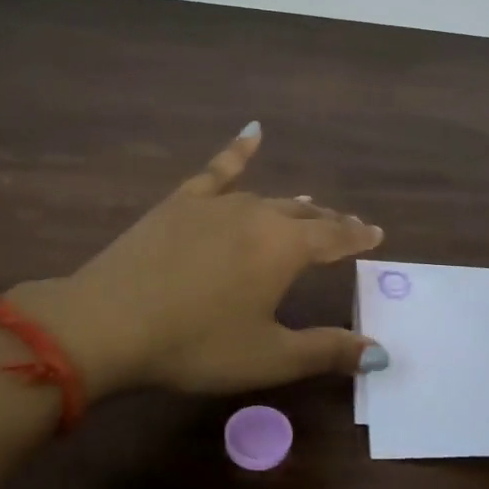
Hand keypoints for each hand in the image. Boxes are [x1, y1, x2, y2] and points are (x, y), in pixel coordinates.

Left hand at [3, 124, 387, 398]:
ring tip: (307, 204)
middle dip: (328, 221)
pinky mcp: (181, 202)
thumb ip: (326, 351)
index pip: (335, 237)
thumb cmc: (195, 345)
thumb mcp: (268, 357)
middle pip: (304, 214)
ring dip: (292, 205)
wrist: (108, 322)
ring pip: (267, 197)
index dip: (357, 237)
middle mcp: (258, 215)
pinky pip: (217, 169)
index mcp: (285, 249)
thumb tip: (380, 351)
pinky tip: (253, 132)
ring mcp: (217, 203)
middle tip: (345, 226)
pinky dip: (238, 150)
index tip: (376, 234)